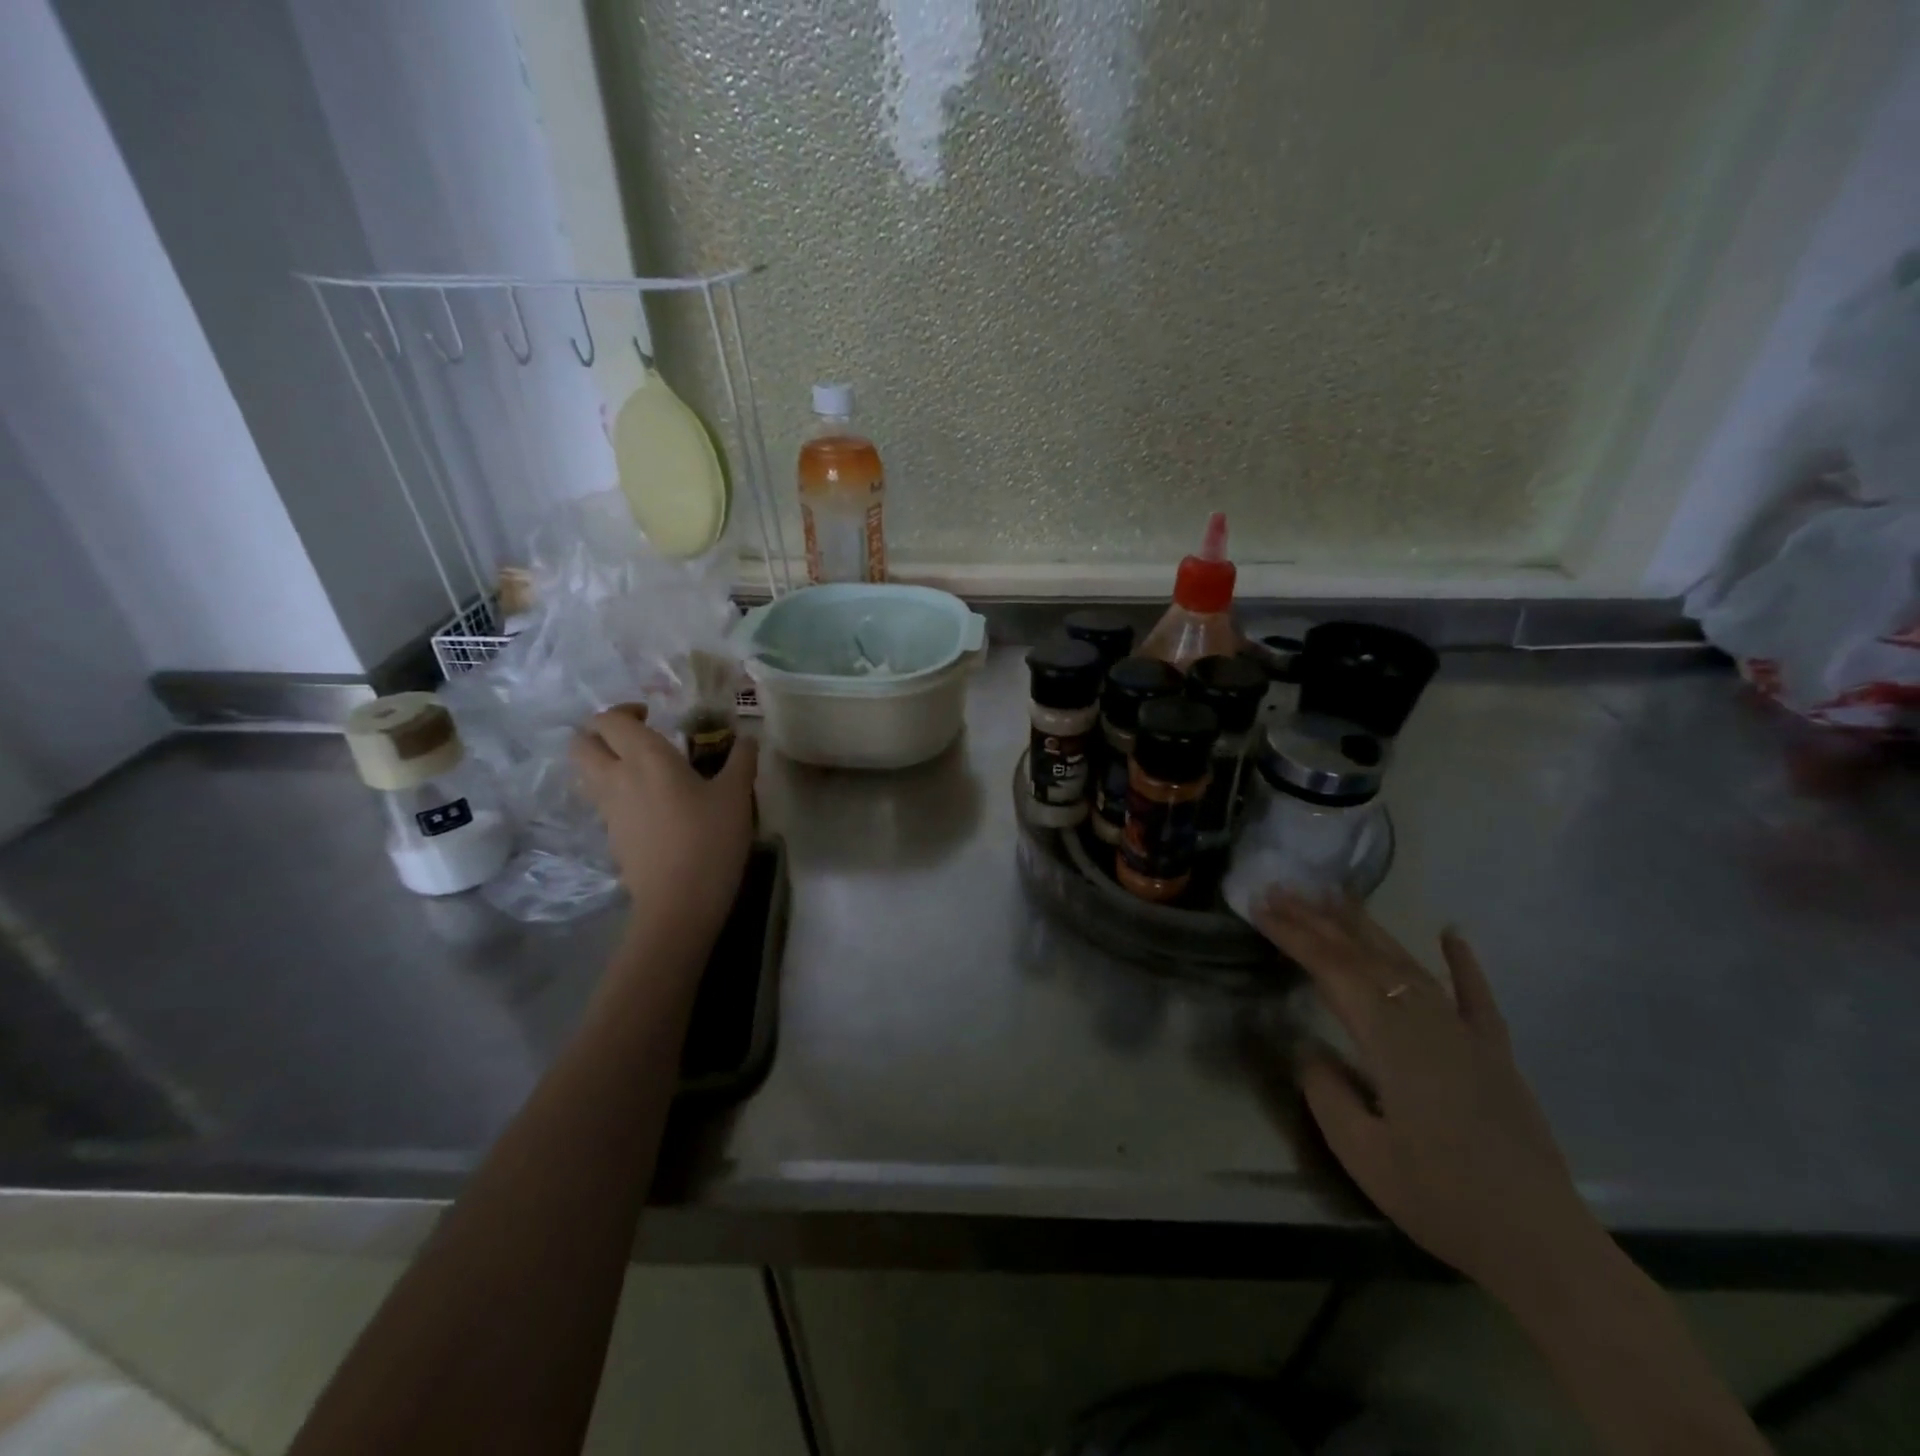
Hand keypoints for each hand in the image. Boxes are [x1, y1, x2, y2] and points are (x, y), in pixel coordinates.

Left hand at [571, 706, 757, 955]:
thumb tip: (748, 738)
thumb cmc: (710, 838)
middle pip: (582, 743)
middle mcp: (616, 777)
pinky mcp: (611, 835)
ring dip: (604, 761)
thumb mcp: (737, 795)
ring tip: (642, 769)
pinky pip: (602, 800)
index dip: (625, 711)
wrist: (679, 902)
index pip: (610, 719)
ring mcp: (608, 809)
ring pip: (586, 773)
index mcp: (645, 757)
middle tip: (635, 738)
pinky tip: (649, 804)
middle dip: (601, 733)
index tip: (653, 717)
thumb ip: (741, 759)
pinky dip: (615, 791)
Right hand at [1253, 892, 1603, 1304]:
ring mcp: (1467, 1033)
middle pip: (1366, 956)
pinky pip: (1477, 996)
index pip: (1333, 971)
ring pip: (1410, 964)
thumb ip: (1327, 1091)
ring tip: (1335, 896)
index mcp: (1392, 1041)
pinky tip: (1451, 932)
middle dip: (1319, 920)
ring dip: (1368, 928)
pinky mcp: (1495, 1052)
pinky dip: (1463, 962)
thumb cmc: (1441, 1199)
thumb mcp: (1362, 1153)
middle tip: (1281, 890)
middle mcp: (1429, 1021)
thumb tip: (1307, 1047)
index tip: (1260, 907)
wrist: (1542, 1246)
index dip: (1294, 935)